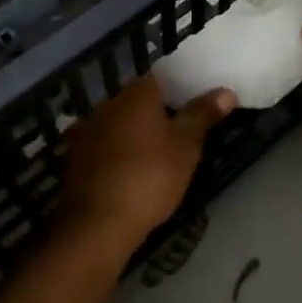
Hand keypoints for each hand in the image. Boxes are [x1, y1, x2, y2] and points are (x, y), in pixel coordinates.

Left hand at [59, 74, 235, 258]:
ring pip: (118, 123)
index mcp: (136, 94)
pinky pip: (103, 146)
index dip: (178, 89)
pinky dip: (117, 153)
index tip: (193, 106)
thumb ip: (203, 115)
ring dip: (134, 134)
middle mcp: (108, 104)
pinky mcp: (75, 157)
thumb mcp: (186, 147)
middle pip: (137, 101)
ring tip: (156, 154)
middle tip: (179, 131)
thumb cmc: (150, 177)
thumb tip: (226, 91)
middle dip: (155, 113)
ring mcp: (87, 130)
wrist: (98, 223)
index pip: (160, 79)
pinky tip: (129, 171)